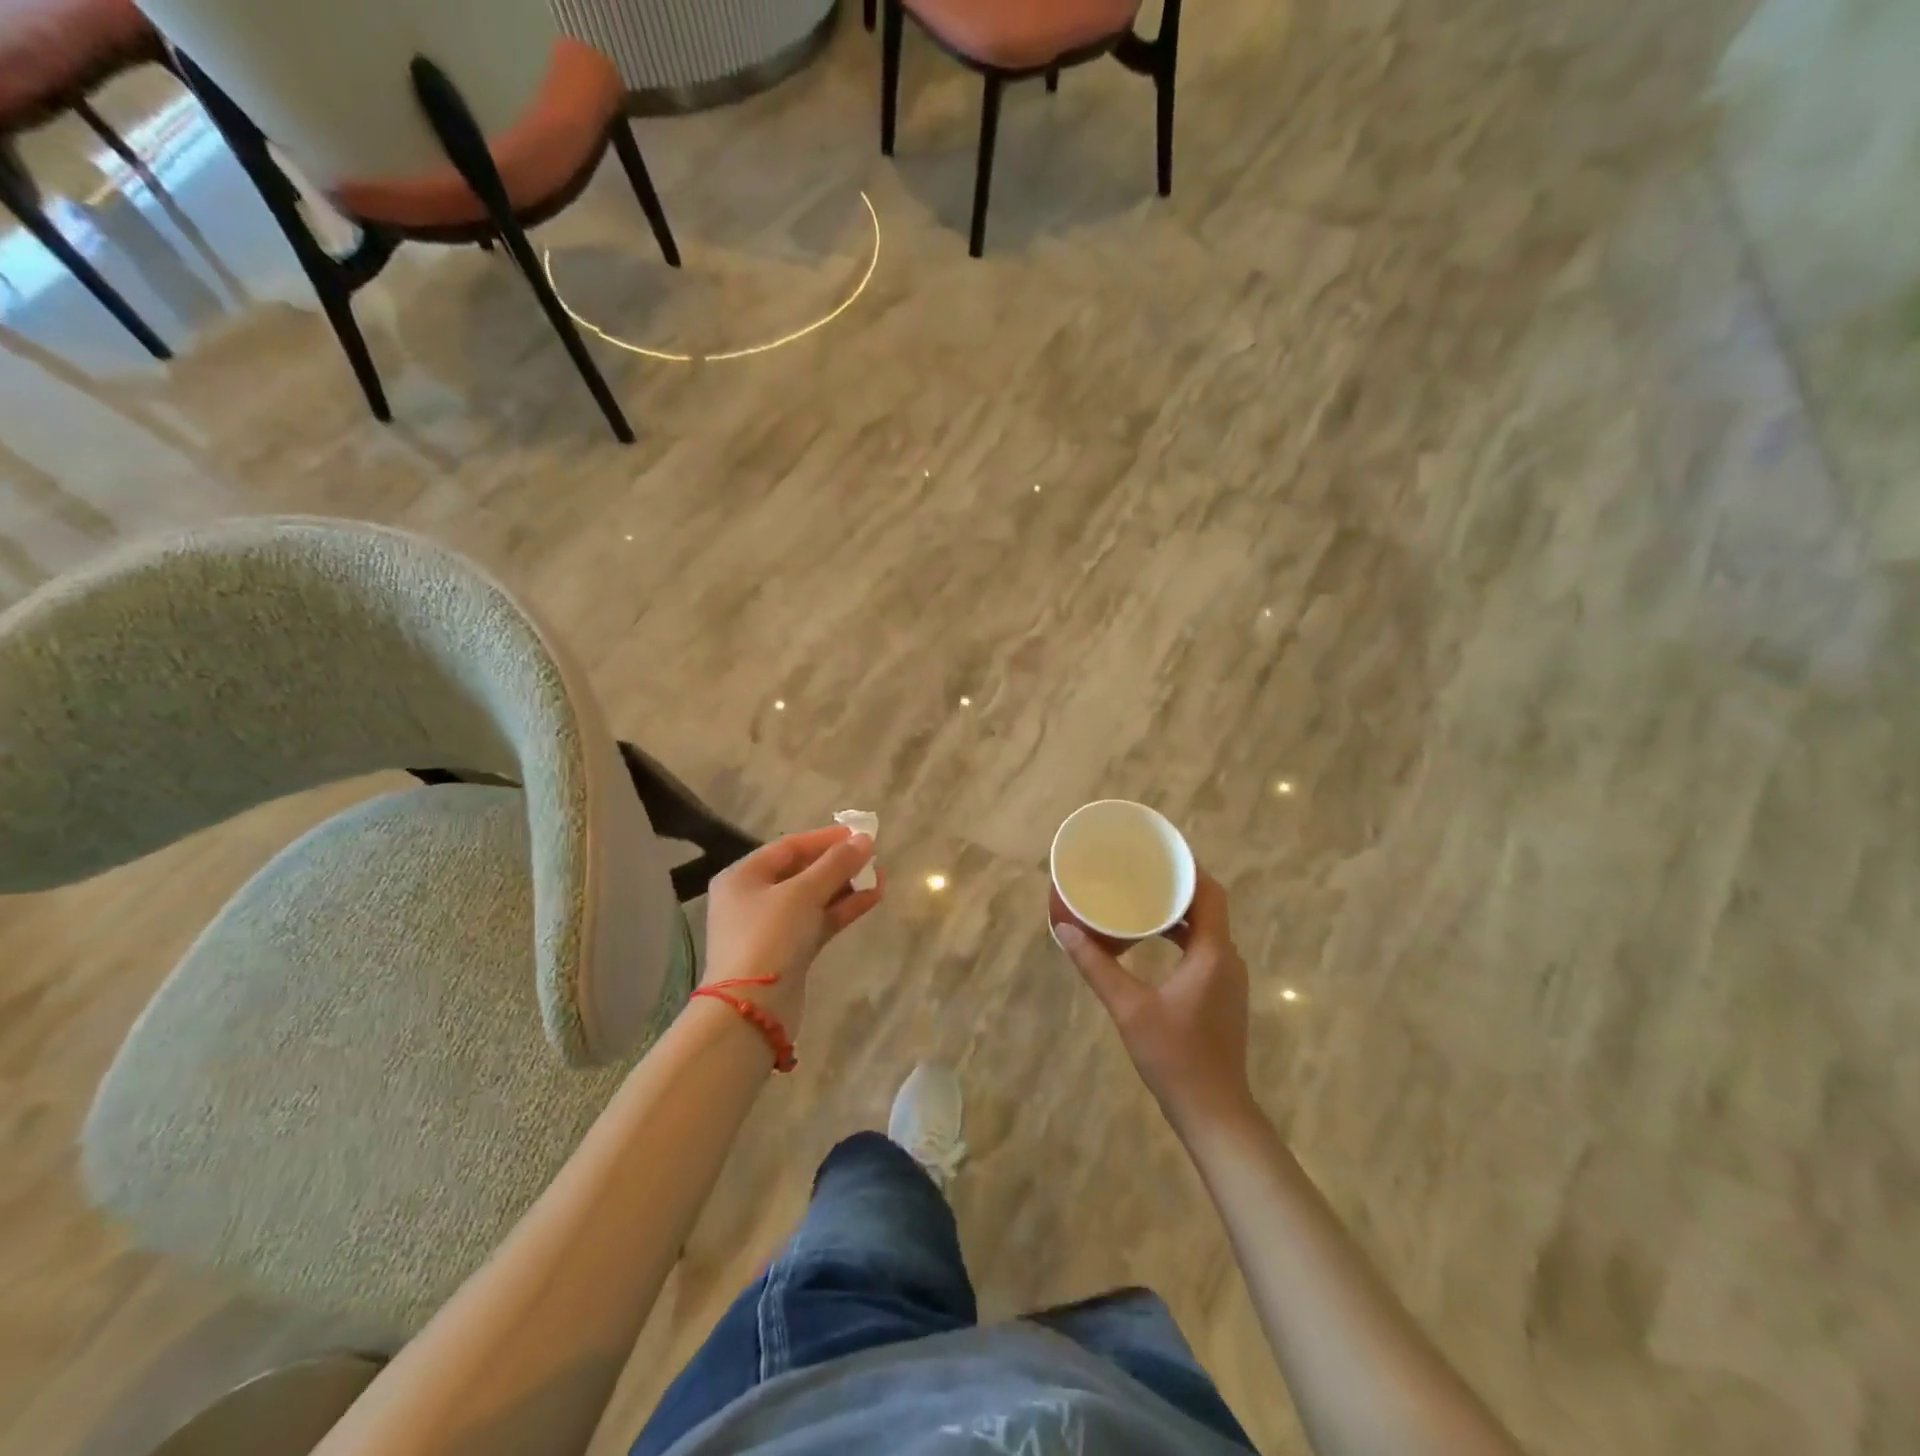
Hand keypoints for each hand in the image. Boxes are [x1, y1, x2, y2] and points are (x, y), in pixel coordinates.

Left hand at [701, 825, 881, 1039]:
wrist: (751, 1011)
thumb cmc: (769, 937)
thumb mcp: (802, 893)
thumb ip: (836, 864)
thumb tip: (865, 839)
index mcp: (743, 877)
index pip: (788, 847)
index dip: (825, 838)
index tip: (859, 833)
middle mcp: (753, 898)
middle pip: (801, 871)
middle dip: (838, 863)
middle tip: (872, 856)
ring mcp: (771, 928)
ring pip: (813, 898)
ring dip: (845, 886)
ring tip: (880, 876)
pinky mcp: (789, 952)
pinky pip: (818, 921)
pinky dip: (842, 909)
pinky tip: (872, 897)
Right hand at [1055, 871, 1252, 1132]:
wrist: (1214, 1112)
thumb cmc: (1175, 1057)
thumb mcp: (1130, 1009)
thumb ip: (1098, 967)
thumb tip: (1065, 930)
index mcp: (1212, 953)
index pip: (1210, 893)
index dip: (1189, 867)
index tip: (1159, 851)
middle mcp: (1227, 958)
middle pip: (1208, 906)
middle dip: (1178, 885)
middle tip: (1141, 870)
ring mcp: (1227, 978)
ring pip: (1207, 928)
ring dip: (1179, 911)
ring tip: (1142, 897)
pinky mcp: (1222, 995)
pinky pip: (1204, 948)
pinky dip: (1181, 934)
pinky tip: (1152, 940)